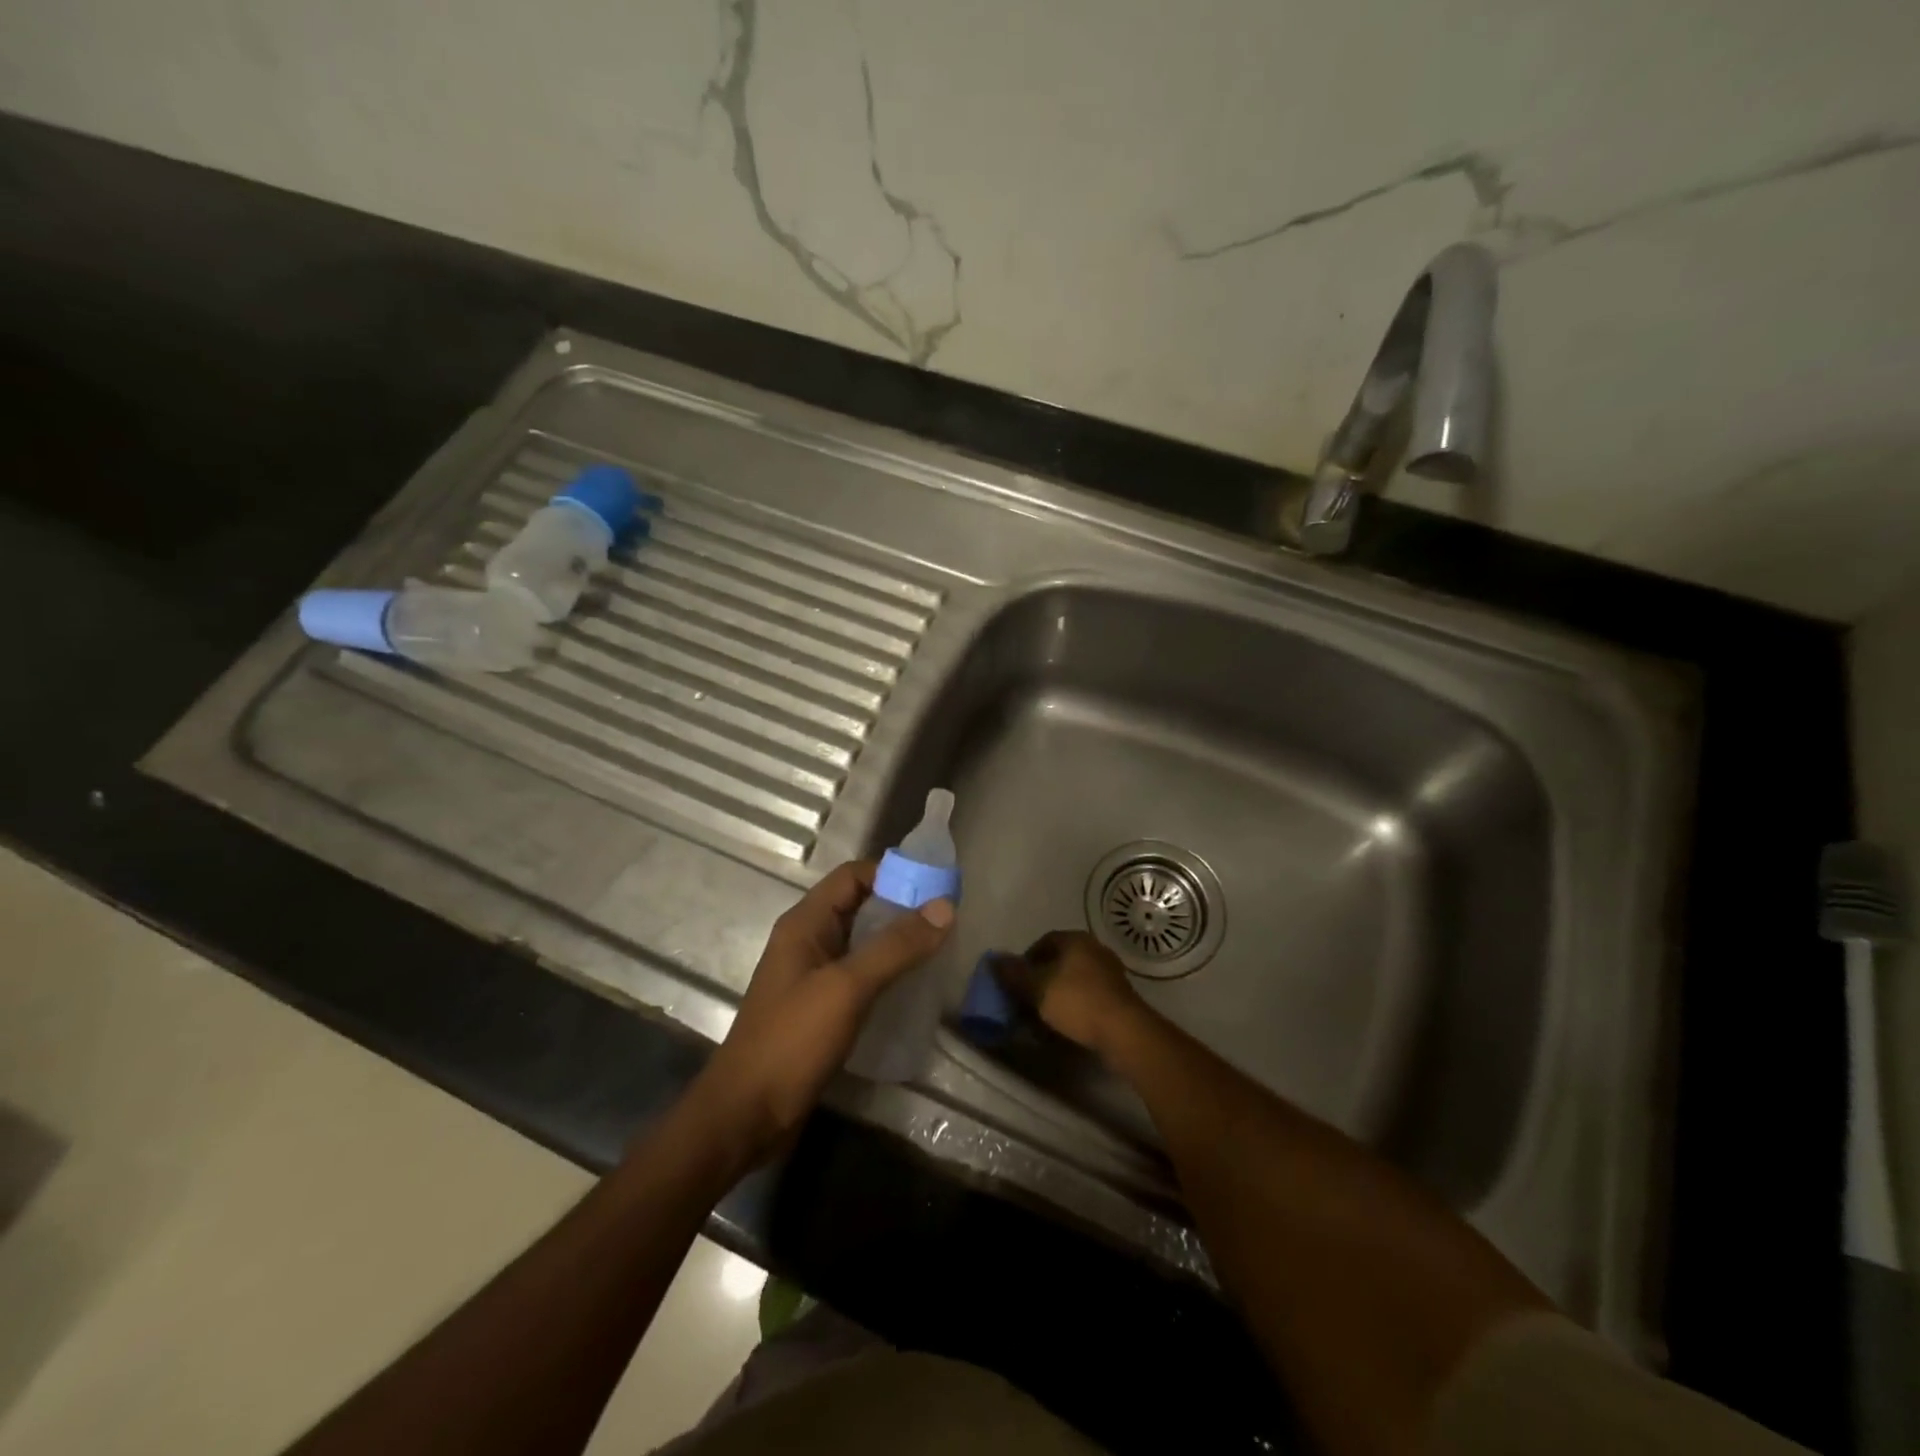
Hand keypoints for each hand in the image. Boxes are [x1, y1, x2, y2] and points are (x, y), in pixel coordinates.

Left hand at [692, 860, 953, 1157]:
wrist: (746, 1116)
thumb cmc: (792, 1041)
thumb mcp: (847, 987)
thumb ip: (896, 946)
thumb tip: (945, 906)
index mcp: (805, 923)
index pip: (853, 876)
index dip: (893, 874)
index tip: (937, 889)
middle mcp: (808, 941)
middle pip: (860, 907)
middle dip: (902, 908)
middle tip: (948, 920)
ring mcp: (814, 976)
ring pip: (863, 943)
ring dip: (898, 942)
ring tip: (941, 950)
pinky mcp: (821, 1008)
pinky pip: (861, 976)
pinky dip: (888, 973)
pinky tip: (916, 988)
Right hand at [990, 930, 1145, 1058]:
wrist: (1124, 1032)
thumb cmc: (1077, 1001)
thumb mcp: (1038, 988)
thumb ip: (1014, 974)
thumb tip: (993, 960)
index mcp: (1076, 940)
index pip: (1044, 941)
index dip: (1026, 960)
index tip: (1015, 982)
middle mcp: (1095, 950)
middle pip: (1059, 962)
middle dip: (1041, 981)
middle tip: (1026, 1001)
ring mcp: (1110, 974)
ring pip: (1073, 982)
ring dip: (1056, 997)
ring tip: (1042, 1019)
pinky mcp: (1118, 998)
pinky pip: (1088, 998)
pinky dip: (1073, 1008)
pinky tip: (1064, 1027)